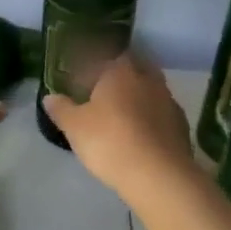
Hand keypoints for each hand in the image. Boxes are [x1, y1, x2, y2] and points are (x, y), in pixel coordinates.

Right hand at [43, 54, 194, 195]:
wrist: (157, 175)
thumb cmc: (109, 141)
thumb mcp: (75, 126)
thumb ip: (62, 109)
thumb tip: (50, 96)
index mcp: (120, 71)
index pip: (107, 54)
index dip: (95, 61)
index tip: (84, 72)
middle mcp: (147, 79)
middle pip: (135, 66)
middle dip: (121, 73)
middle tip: (104, 88)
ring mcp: (168, 101)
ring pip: (151, 89)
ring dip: (139, 95)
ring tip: (123, 111)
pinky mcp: (181, 124)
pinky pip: (162, 112)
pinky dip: (152, 116)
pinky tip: (143, 132)